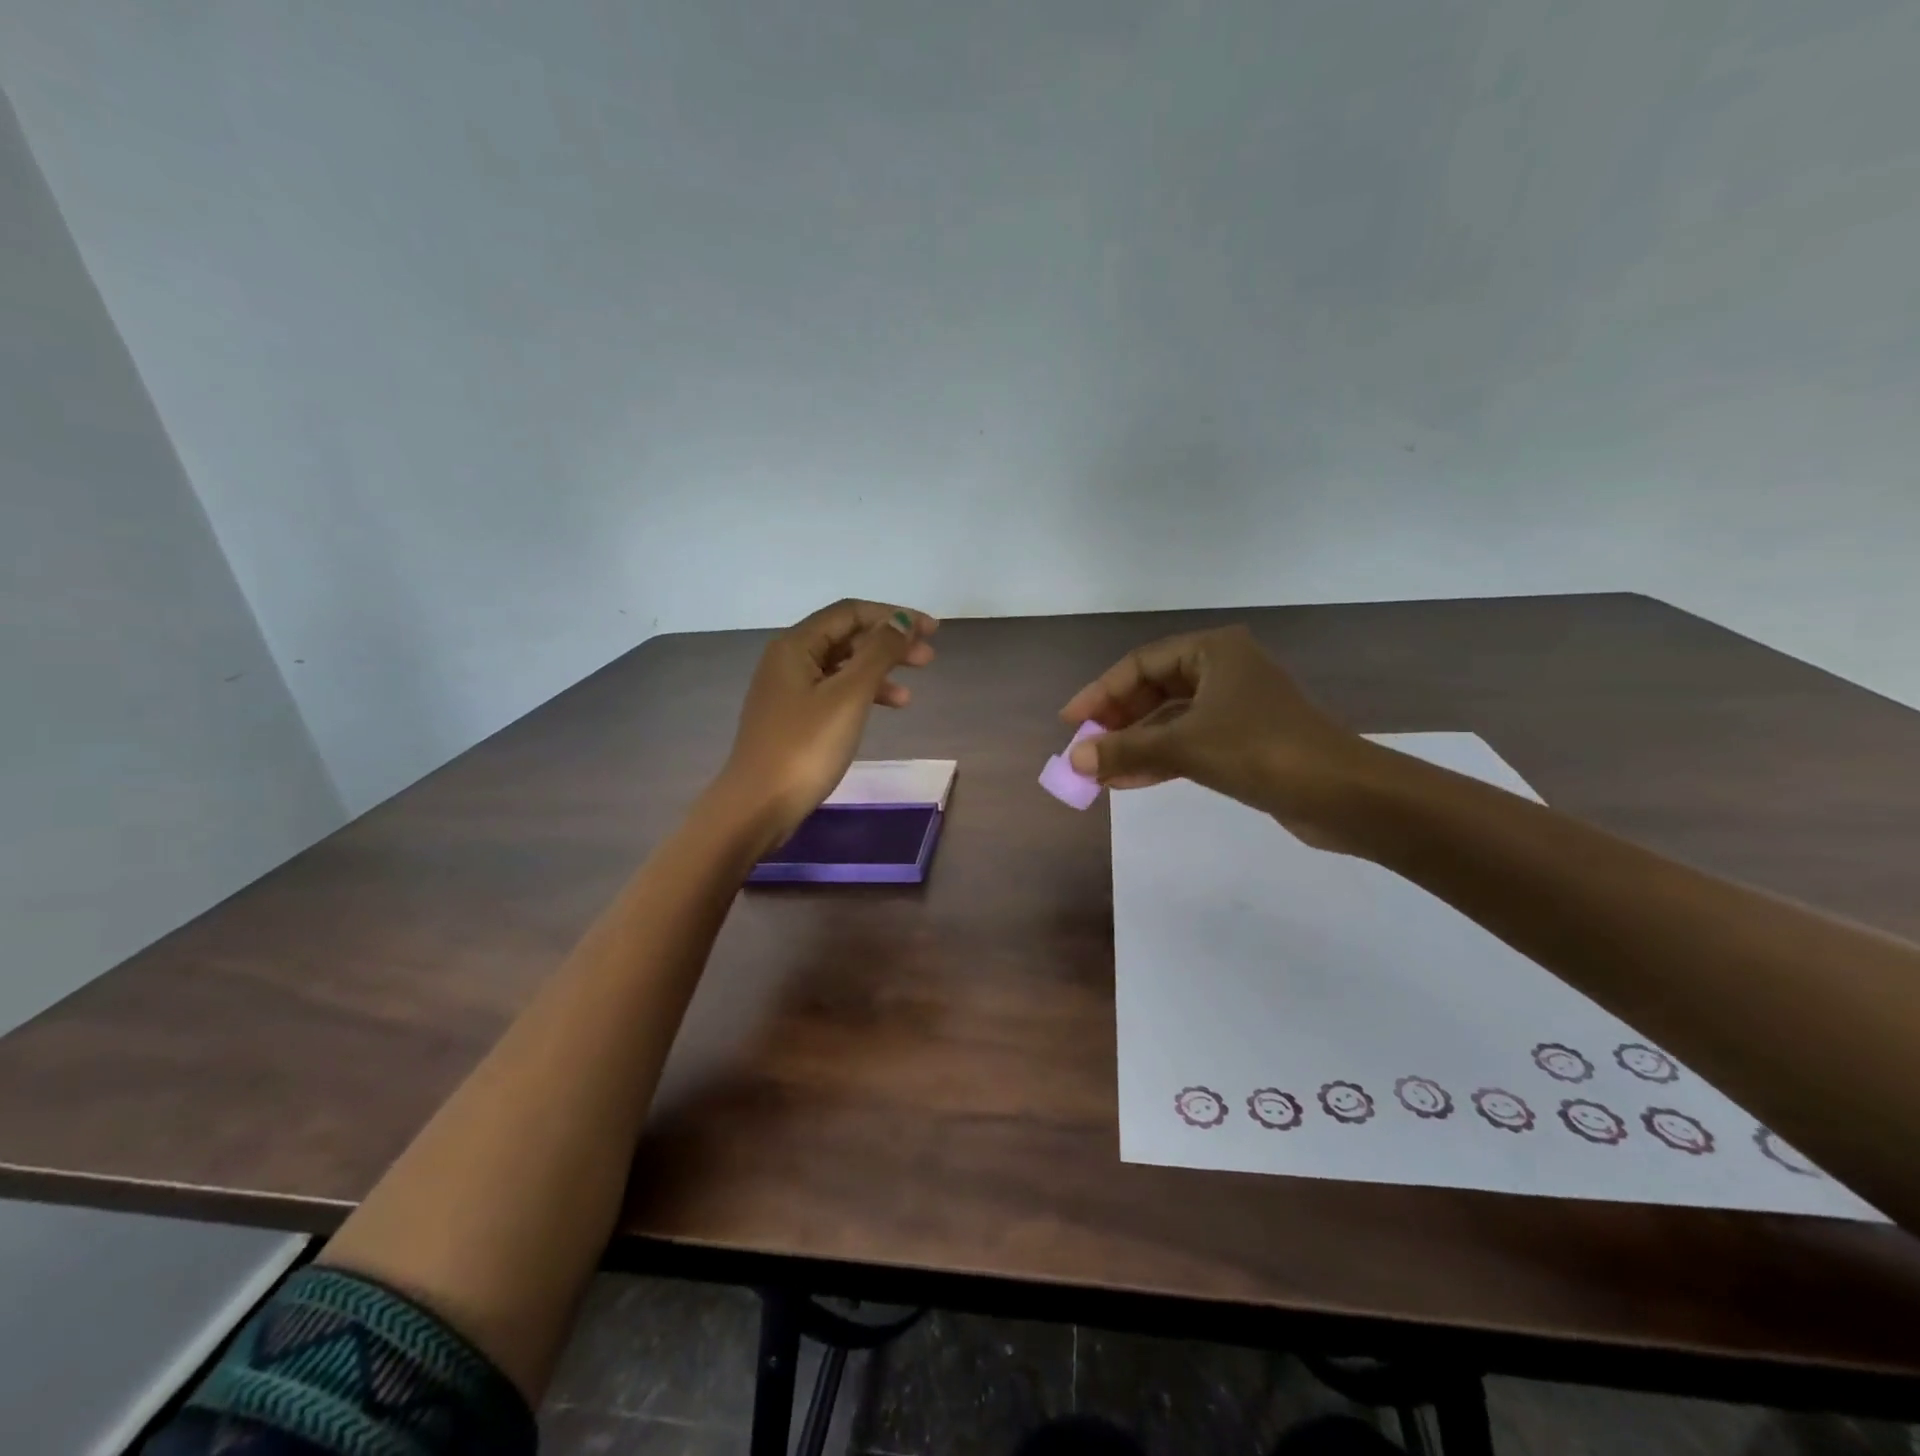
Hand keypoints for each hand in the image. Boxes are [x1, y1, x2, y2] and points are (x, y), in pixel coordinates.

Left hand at [714, 599, 937, 847]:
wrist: (758, 806)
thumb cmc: (805, 747)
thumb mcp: (849, 696)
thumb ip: (879, 653)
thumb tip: (903, 620)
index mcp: (795, 645)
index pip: (850, 612)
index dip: (893, 616)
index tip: (931, 630)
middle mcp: (788, 660)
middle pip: (846, 637)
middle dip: (889, 643)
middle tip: (928, 657)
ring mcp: (788, 691)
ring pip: (842, 667)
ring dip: (879, 672)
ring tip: (910, 694)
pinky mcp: (793, 719)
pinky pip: (834, 692)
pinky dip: (863, 695)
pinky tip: (884, 711)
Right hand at [1059, 625, 1374, 847]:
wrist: (1342, 794)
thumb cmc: (1260, 751)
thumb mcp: (1184, 747)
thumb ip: (1125, 750)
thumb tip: (1073, 759)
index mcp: (1213, 652)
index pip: (1141, 664)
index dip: (1100, 693)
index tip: (1071, 723)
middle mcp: (1224, 671)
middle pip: (1154, 690)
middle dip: (1117, 722)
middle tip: (1085, 749)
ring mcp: (1235, 707)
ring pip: (1169, 721)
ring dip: (1134, 745)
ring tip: (1098, 773)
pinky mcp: (1244, 741)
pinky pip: (1188, 743)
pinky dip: (1159, 760)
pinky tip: (1127, 782)